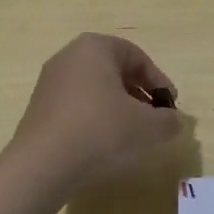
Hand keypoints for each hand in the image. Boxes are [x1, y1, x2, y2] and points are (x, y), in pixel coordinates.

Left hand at [11, 33, 181, 187]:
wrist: (42, 165)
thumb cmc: (100, 131)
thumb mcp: (147, 126)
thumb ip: (168, 120)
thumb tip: (174, 121)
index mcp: (95, 47)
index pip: (137, 57)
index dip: (159, 82)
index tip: (170, 106)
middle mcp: (69, 56)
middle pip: (115, 70)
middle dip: (138, 93)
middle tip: (153, 117)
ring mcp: (50, 81)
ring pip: (95, 88)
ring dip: (117, 106)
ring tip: (130, 133)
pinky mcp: (39, 107)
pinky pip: (77, 105)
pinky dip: (95, 117)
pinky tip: (103, 142)